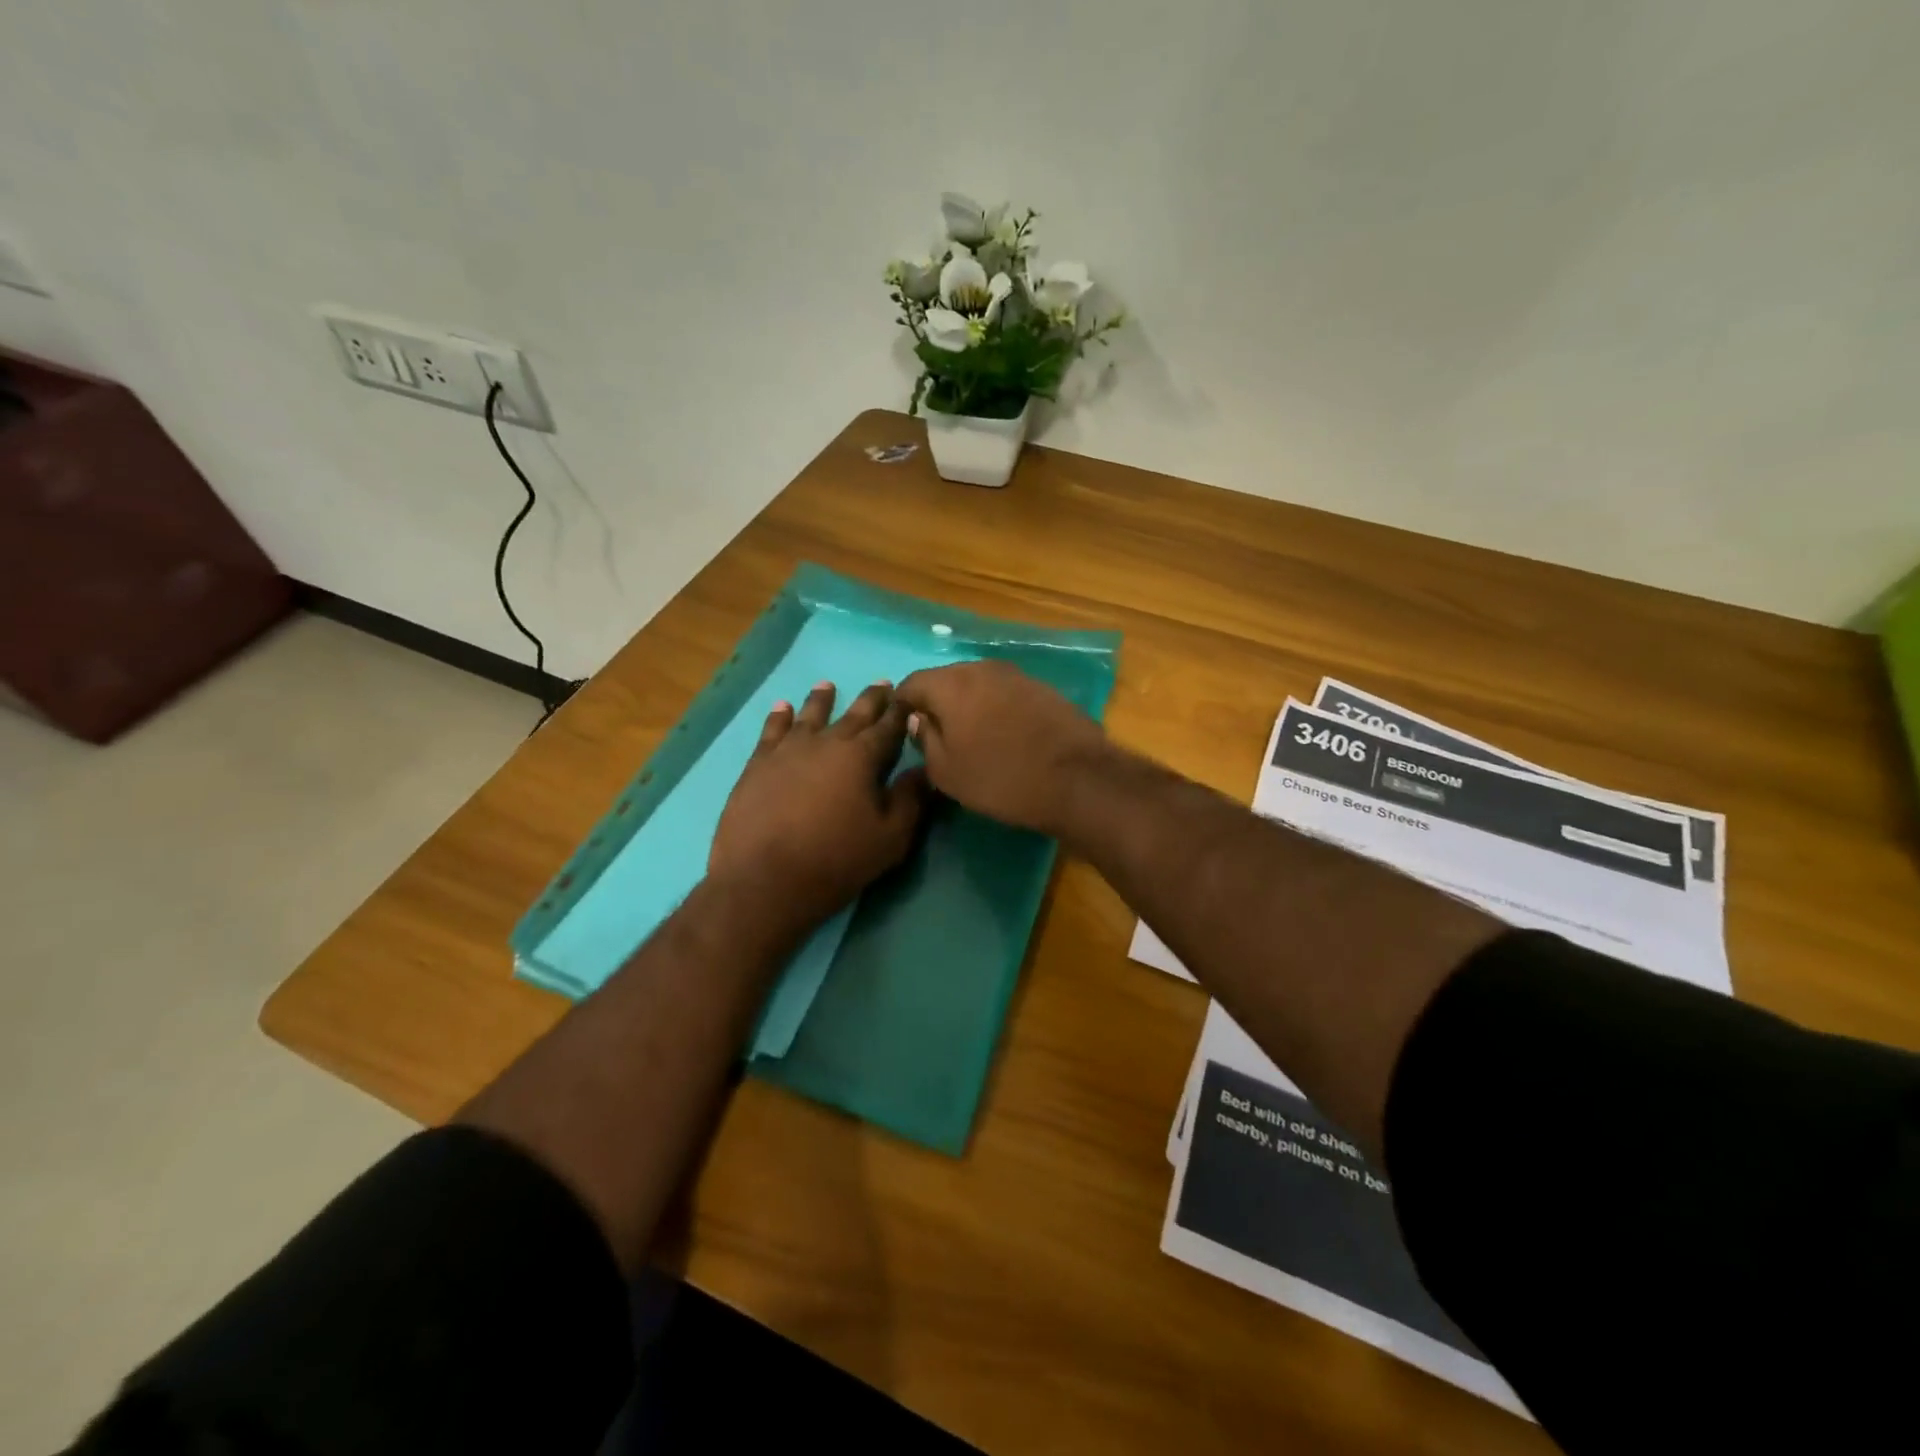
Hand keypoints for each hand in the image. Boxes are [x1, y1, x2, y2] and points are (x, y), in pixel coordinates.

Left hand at [710, 681, 927, 927]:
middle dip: (871, 699)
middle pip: (853, 714)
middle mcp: (826, 742)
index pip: (888, 727)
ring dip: (822, 700)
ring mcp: (788, 751)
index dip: (901, 711)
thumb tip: (924, 769)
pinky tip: (782, 707)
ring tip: (827, 685)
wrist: (765, 880)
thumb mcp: (891, 838)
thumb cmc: (837, 860)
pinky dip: (779, 717)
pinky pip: (772, 731)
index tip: (909, 696)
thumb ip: (910, 799)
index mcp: (862, 756)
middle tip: (881, 684)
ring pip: (810, 715)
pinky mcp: (758, 765)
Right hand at [895, 661, 1108, 833]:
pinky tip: (1004, 736)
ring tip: (972, 739)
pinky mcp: (1042, 688)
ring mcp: (1016, 675)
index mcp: (951, 684)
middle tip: (938, 738)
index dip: (902, 707)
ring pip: (977, 686)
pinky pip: (1005, 694)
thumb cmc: (1001, 778)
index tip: (904, 731)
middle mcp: (981, 668)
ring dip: (969, 706)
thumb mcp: (947, 772)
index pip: (911, 684)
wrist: (1078, 779)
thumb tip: (919, 720)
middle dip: (937, 704)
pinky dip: (996, 709)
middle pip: (946, 680)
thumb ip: (925, 740)